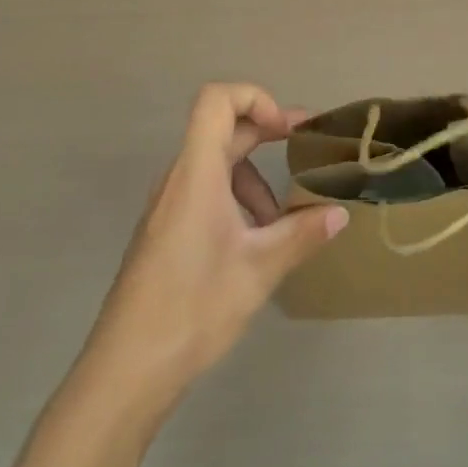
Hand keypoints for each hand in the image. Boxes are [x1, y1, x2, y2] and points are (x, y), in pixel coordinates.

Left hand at [85, 83, 346, 403]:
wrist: (127, 368)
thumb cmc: (194, 306)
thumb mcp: (260, 269)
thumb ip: (303, 234)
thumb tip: (340, 213)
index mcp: (197, 172)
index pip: (217, 99)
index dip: (256, 98)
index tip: (288, 130)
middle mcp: (179, 178)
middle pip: (222, 130)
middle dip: (267, 134)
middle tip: (307, 150)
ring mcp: (168, 205)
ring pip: (216, 166)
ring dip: (254, 179)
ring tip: (282, 220)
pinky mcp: (164, 230)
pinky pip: (204, 192)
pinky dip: (235, 201)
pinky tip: (254, 243)